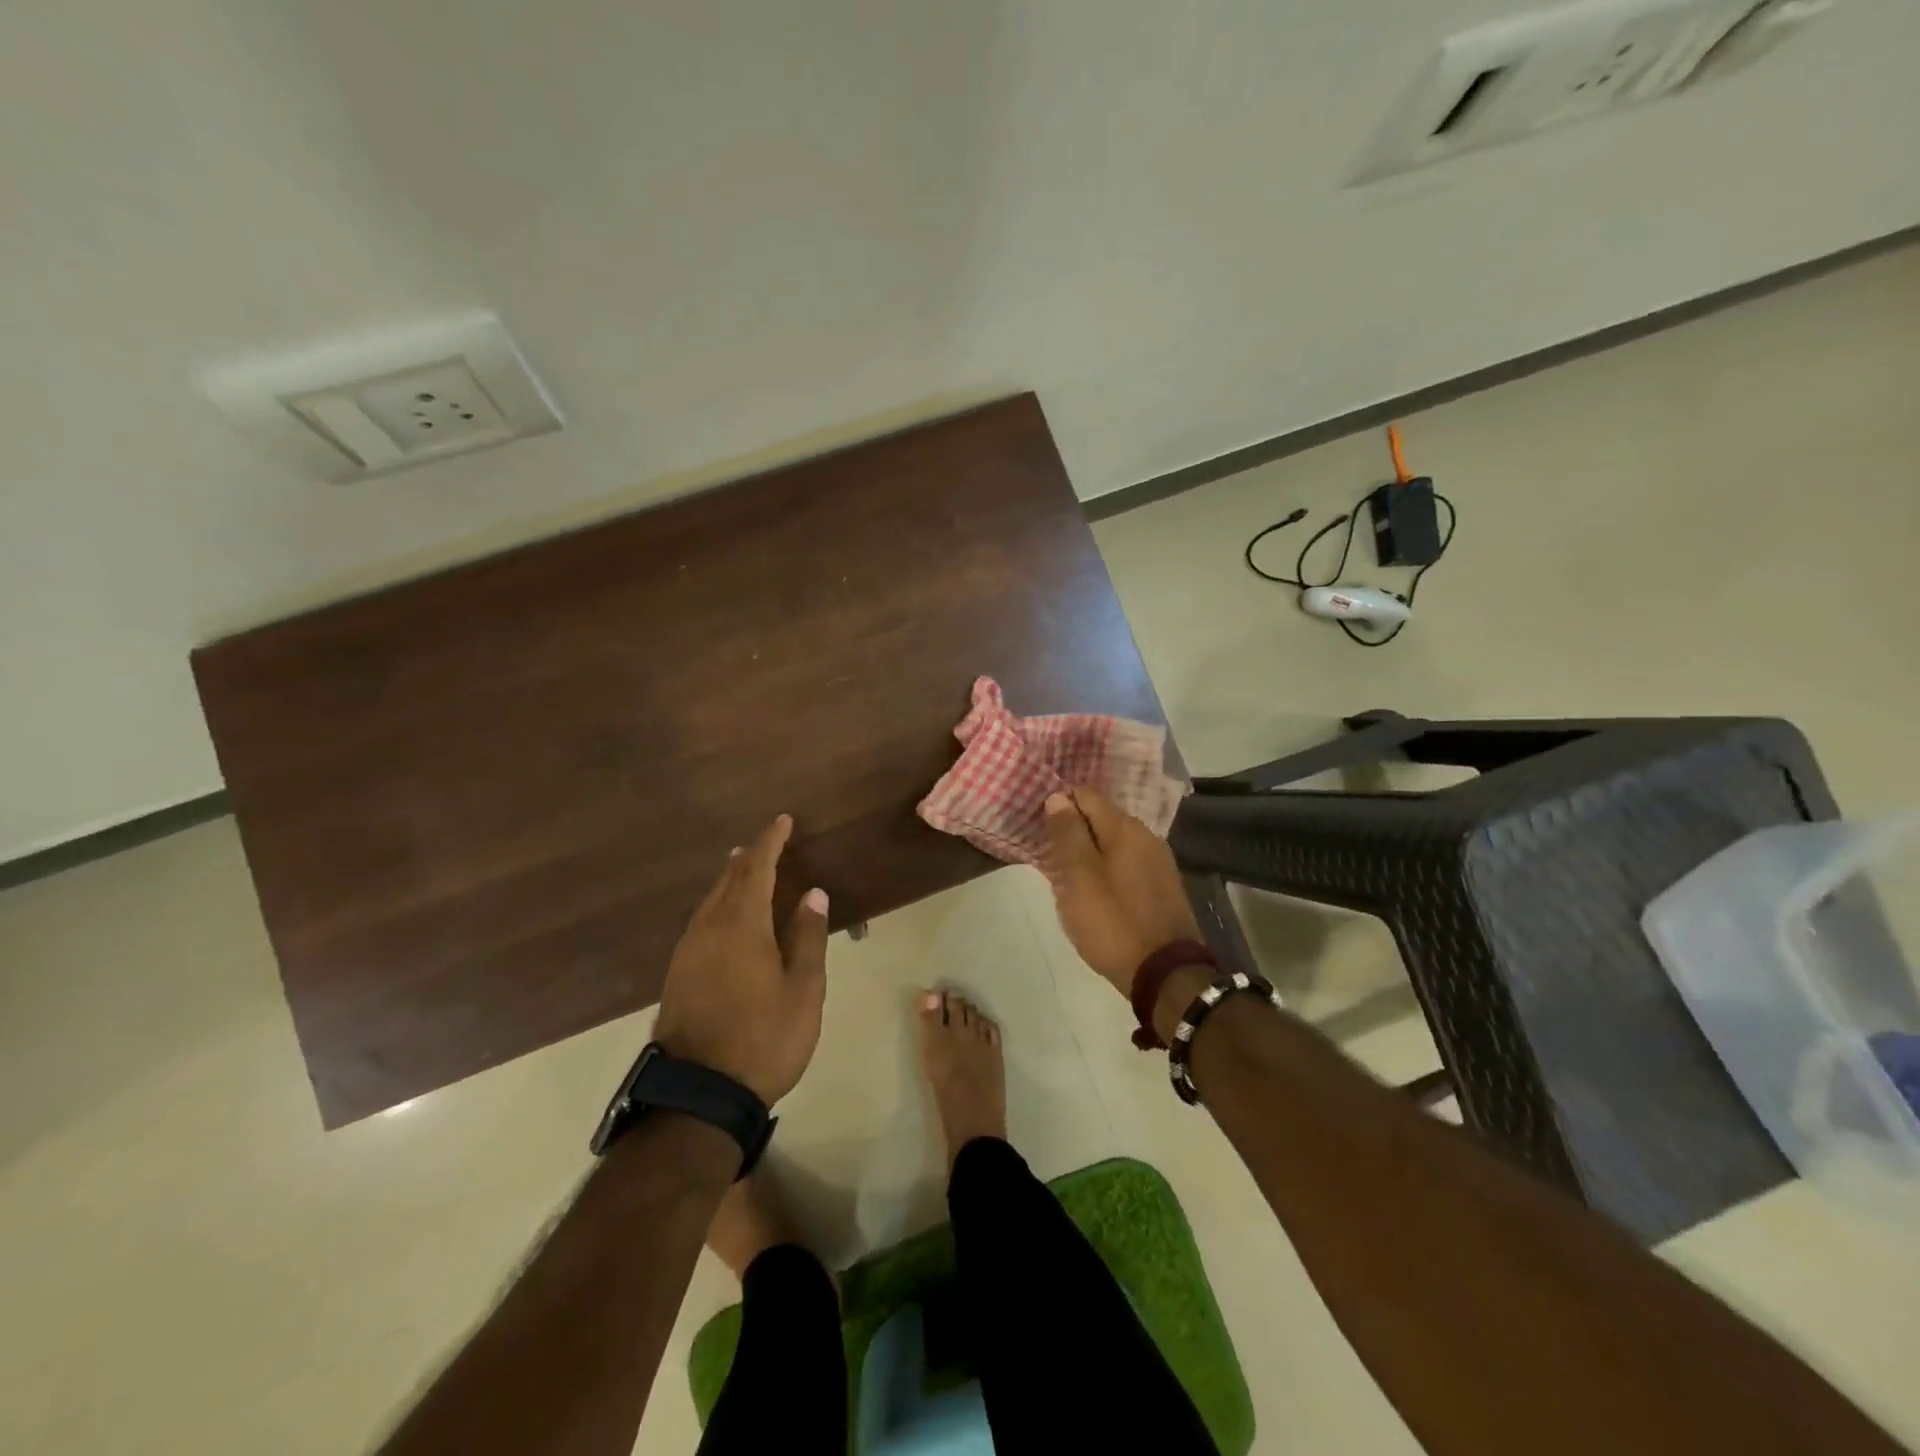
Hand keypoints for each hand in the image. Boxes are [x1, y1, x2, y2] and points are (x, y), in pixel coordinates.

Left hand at [653, 814, 829, 1103]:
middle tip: (768, 841)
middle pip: (727, 879)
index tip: (783, 820)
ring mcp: (687, 951)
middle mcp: (708, 928)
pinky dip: (719, 904)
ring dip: (730, 878)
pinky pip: (701, 920)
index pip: (755, 868)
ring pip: (710, 900)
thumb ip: (808, 937)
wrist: (698, 1093)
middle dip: (748, 856)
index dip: (770, 841)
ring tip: (745, 866)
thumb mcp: (804, 990)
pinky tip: (726, 915)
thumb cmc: (763, 1039)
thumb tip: (813, 894)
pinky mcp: (678, 973)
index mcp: (742, 925)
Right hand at [1040, 789, 1200, 996]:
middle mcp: (1147, 836)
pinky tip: (1092, 890)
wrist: (1165, 975)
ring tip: (1064, 873)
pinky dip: (1105, 868)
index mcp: (1126, 828)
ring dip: (1088, 851)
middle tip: (1046, 851)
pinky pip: (1125, 864)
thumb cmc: (1113, 922)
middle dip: (1072, 829)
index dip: (1058, 803)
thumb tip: (1058, 797)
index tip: (1037, 823)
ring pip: (1113, 843)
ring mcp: (1158, 863)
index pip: (1086, 795)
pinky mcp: (1162, 887)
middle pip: (1100, 818)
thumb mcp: (1079, 877)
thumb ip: (1068, 834)